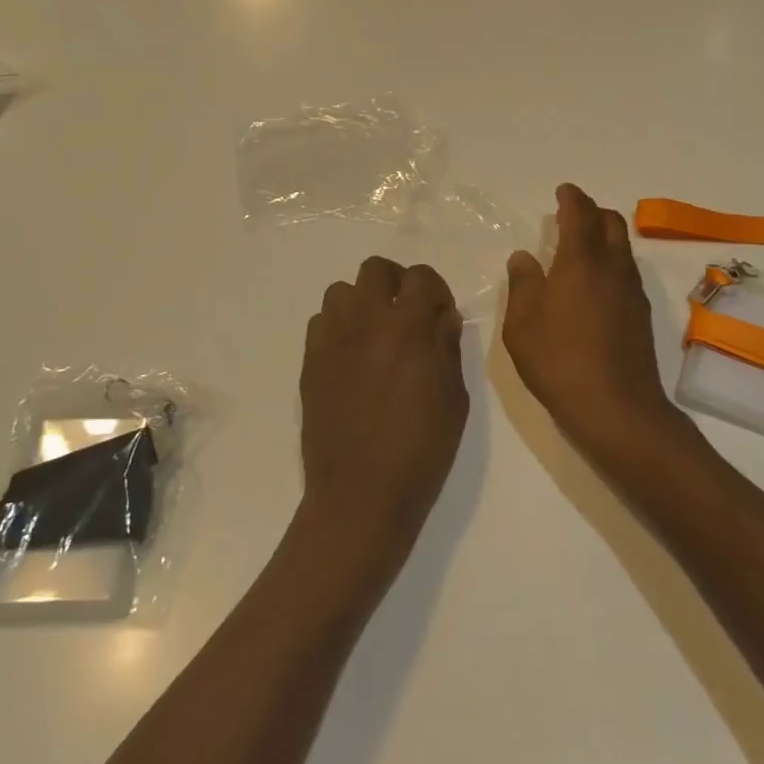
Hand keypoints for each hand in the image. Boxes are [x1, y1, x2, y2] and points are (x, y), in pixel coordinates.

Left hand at [299, 257, 468, 560]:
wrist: (360, 494)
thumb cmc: (420, 449)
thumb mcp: (453, 397)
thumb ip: (447, 346)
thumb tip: (442, 315)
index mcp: (407, 327)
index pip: (421, 277)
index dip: (436, 289)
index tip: (440, 313)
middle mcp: (365, 321)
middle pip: (375, 270)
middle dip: (396, 282)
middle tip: (407, 314)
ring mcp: (332, 339)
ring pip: (342, 291)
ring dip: (363, 303)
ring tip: (376, 335)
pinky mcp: (310, 362)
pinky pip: (321, 323)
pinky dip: (338, 328)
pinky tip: (351, 358)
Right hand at [503, 184, 683, 463]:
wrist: (618, 409)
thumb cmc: (560, 361)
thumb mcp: (522, 325)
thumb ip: (522, 284)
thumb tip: (524, 257)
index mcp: (581, 261)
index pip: (580, 214)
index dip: (572, 198)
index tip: (563, 191)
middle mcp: (612, 267)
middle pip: (611, 223)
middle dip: (592, 212)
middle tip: (571, 216)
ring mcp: (632, 291)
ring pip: (623, 248)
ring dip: (604, 237)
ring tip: (579, 249)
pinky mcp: (642, 315)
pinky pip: (626, 272)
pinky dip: (611, 263)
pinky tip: (594, 286)